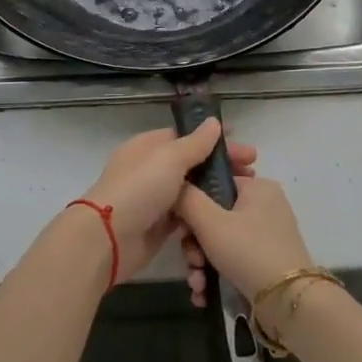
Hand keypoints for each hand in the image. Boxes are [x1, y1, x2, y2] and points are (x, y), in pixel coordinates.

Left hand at [82, 121, 256, 284]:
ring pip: (193, 191)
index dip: (216, 140)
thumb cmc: (140, 189)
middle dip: (222, 167)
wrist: (108, 239)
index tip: (245, 148)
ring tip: (244, 195)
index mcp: (149, 146)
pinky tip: (226, 217)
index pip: (188, 137)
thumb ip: (195, 143)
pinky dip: (205, 216)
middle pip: (193, 164)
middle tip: (252, 172)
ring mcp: (156, 198)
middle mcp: (152, 169)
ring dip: (217, 192)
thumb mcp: (169, 158)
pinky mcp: (160, 226)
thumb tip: (213, 122)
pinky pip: (188, 217)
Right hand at [175, 174, 314, 312]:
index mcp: (257, 187)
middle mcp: (265, 206)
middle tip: (192, 263)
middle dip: (195, 245)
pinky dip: (216, 275)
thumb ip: (187, 198)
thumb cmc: (248, 251)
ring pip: (220, 242)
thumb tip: (176, 186)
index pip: (214, 183)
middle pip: (214, 217)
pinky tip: (204, 294)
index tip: (181, 229)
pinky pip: (233, 259)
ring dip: (201, 264)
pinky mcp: (267, 261)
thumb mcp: (210, 222)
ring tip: (198, 285)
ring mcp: (267, 235)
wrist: (289, 303)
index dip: (192, 205)